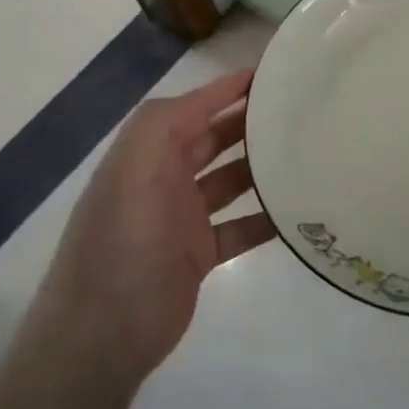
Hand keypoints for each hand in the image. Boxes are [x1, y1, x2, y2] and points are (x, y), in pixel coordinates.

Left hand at [33, 69, 274, 384]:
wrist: (101, 335)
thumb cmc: (122, 244)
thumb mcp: (135, 170)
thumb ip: (165, 124)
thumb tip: (214, 95)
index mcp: (146, 154)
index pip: (192, 107)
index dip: (228, 88)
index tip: (275, 73)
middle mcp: (164, 178)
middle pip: (214, 139)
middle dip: (251, 122)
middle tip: (301, 111)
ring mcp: (182, 218)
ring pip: (230, 181)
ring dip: (262, 168)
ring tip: (307, 155)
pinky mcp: (198, 254)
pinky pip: (239, 227)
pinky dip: (265, 219)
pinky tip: (298, 213)